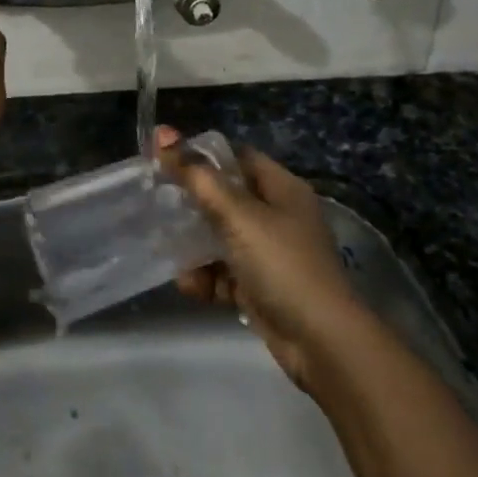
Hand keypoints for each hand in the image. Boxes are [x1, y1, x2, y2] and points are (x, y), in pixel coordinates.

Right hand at [157, 125, 360, 391]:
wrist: (321, 343)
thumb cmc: (282, 264)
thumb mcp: (237, 215)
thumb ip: (198, 177)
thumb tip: (163, 134)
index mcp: (282, 189)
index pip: (237, 158)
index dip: (202, 156)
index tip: (165, 160)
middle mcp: (278, 216)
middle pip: (225, 198)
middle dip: (191, 204)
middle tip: (156, 204)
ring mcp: (270, 254)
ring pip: (220, 238)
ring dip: (193, 247)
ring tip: (167, 251)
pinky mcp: (260, 288)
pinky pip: (224, 273)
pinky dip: (206, 278)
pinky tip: (190, 286)